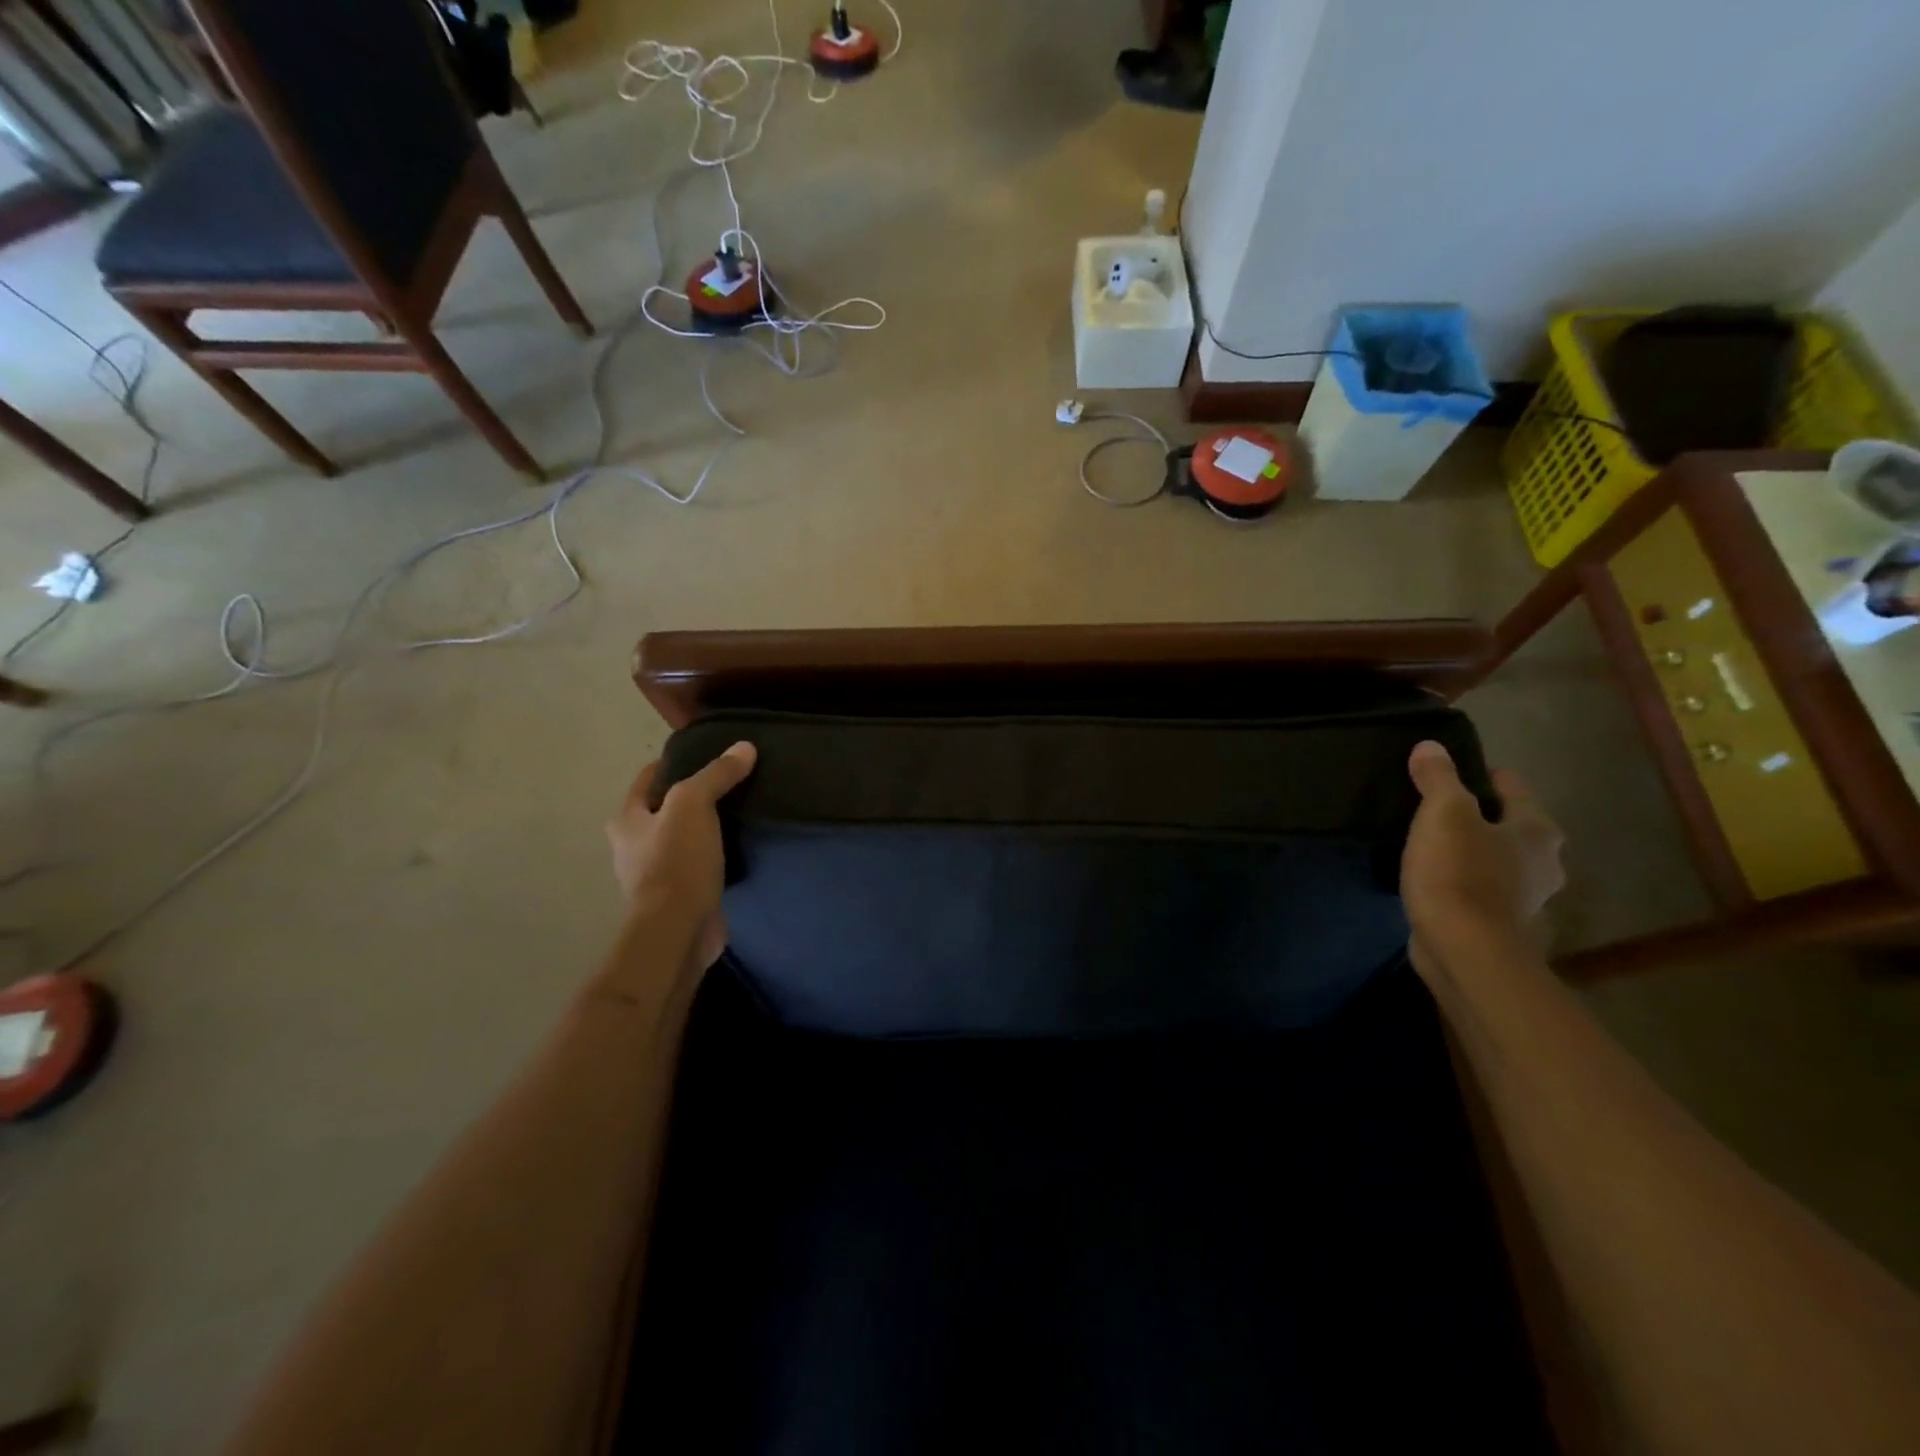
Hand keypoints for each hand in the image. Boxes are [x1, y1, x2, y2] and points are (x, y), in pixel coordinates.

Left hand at [607, 742, 756, 971]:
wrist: (678, 931)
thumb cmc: (675, 862)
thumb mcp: (694, 805)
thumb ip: (716, 775)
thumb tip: (744, 748)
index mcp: (626, 822)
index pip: (647, 780)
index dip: (670, 764)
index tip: (701, 754)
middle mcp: (633, 848)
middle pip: (662, 811)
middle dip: (688, 798)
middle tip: (725, 784)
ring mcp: (655, 876)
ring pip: (681, 840)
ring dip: (702, 830)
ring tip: (736, 813)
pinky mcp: (679, 898)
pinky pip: (697, 867)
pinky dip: (713, 857)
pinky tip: (737, 850)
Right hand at [1401, 740, 1563, 969]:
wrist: (1463, 949)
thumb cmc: (1459, 872)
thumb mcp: (1443, 813)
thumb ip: (1439, 778)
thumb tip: (1431, 746)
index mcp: (1538, 830)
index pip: (1511, 786)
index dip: (1478, 774)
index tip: (1444, 775)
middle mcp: (1543, 862)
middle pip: (1508, 823)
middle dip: (1476, 815)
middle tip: (1433, 809)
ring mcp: (1524, 896)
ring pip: (1495, 858)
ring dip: (1470, 850)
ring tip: (1429, 843)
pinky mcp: (1499, 923)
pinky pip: (1480, 887)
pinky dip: (1462, 880)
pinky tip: (1434, 878)